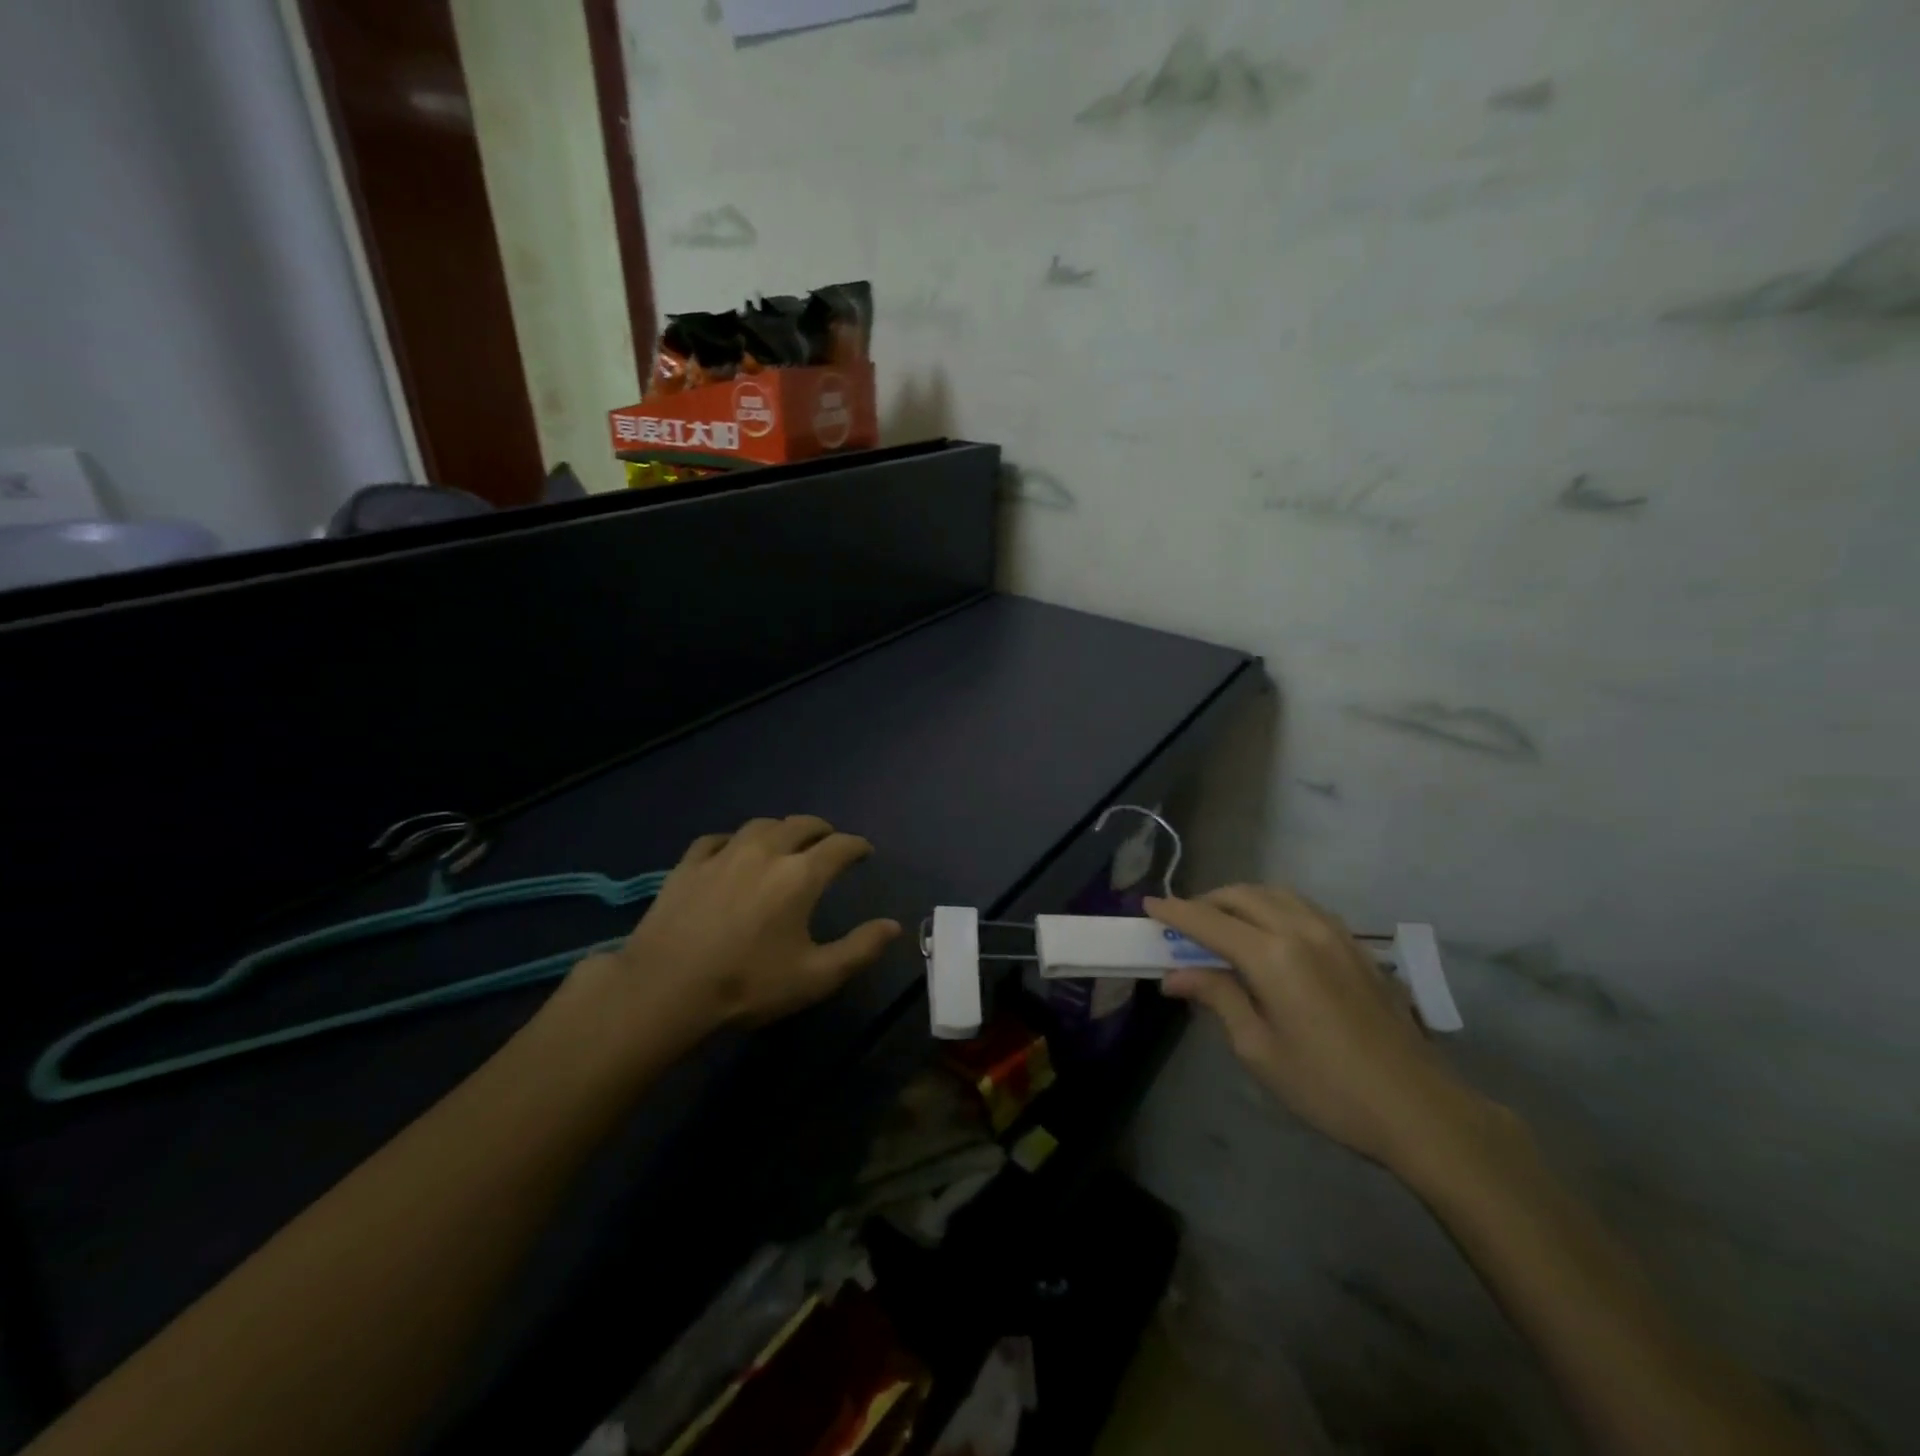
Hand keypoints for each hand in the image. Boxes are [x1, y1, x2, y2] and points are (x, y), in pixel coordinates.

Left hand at [577, 816, 900, 1040]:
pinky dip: (734, 840)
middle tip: (828, 841)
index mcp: (800, 875)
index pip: (840, 846)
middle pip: (801, 824)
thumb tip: (894, 926)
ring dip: (781, 829)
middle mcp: (766, 852)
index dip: (857, 846)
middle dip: (822, 829)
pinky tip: (731, 850)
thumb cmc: (747, 984)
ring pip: (760, 825)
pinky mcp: (689, 864)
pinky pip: (717, 838)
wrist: (665, 988)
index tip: (865, 852)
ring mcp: (724, 854)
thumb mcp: (815, 977)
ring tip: (785, 841)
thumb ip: (860, 949)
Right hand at [1148, 885, 1481, 1170]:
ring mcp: (1334, 933)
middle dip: (1206, 901)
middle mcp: (1301, 929)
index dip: (1175, 911)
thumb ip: (1217, 998)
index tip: (1148, 904)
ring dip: (1240, 900)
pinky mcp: (1355, 945)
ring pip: (1274, 894)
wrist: (1419, 1109)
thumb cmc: (1327, 1087)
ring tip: (1222, 925)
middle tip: (1183, 924)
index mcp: (1272, 956)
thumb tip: (1175, 975)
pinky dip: (1272, 906)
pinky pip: (1302, 906)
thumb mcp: (1259, 1049)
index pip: (1209, 920)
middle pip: (1241, 896)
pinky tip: (1268, 933)